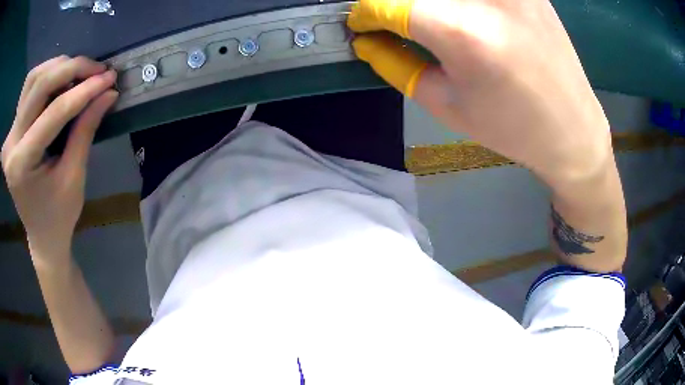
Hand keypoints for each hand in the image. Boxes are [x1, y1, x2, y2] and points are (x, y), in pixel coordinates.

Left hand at [1, 56, 117, 259]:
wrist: (41, 234)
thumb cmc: (59, 216)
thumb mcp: (74, 177)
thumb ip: (86, 130)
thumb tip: (108, 93)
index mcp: (21, 164)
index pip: (53, 112)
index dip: (84, 91)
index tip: (109, 79)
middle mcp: (11, 143)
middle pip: (39, 84)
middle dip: (71, 69)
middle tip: (97, 69)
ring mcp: (10, 134)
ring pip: (33, 79)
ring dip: (58, 68)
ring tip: (79, 73)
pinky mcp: (13, 129)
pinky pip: (29, 88)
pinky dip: (47, 75)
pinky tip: (61, 81)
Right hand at [348, 0, 613, 185]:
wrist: (572, 129)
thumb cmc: (512, 128)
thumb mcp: (446, 104)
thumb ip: (396, 63)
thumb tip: (367, 39)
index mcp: (462, 31)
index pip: (388, 2)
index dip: (365, 12)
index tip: (361, 23)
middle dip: (393, 3)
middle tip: (392, 19)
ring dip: (427, 2)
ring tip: (429, 19)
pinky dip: (460, 2)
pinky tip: (462, 15)